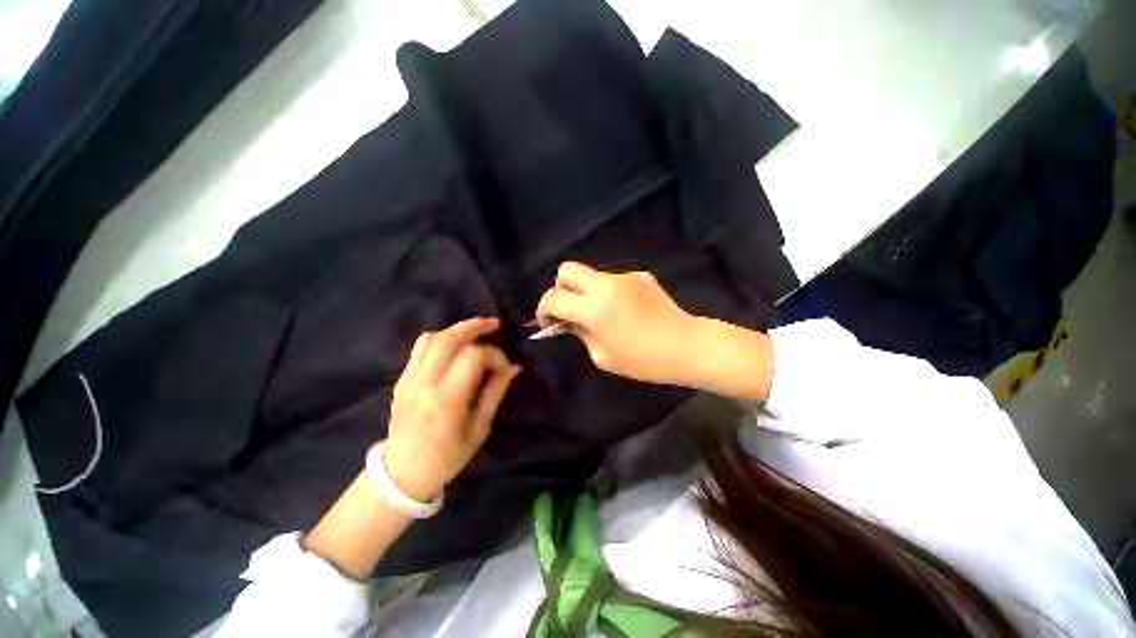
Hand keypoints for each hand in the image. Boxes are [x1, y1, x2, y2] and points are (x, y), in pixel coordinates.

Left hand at [384, 317, 520, 500]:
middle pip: (448, 338)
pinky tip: (454, 348)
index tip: (504, 367)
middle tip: (493, 325)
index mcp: (447, 399)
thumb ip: (495, 392)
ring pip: (430, 338)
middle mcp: (425, 383)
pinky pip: (419, 349)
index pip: (473, 356)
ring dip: (455, 330)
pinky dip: (440, 341)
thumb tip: (513, 367)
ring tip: (473, 333)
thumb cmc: (447, 457)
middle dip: (474, 326)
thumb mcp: (479, 428)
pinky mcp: (400, 380)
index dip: (494, 355)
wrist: (402, 474)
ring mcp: (408, 380)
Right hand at [535, 262, 698, 384]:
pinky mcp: (641, 275)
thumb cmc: (643, 360)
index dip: (544, 310)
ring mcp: (625, 276)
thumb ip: (581, 333)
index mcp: (594, 307)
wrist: (686, 345)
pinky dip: (610, 292)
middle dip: (561, 288)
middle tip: (570, 310)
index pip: (554, 297)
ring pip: (592, 275)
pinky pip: (614, 280)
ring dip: (587, 291)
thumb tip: (571, 322)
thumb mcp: (602, 356)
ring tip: (603, 314)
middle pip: (567, 269)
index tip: (549, 323)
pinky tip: (626, 310)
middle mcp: (606, 284)